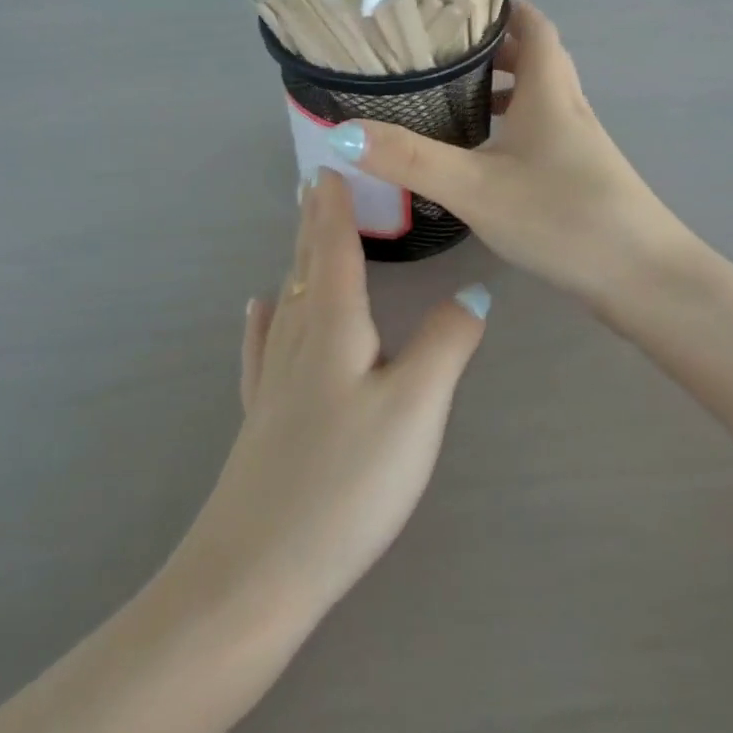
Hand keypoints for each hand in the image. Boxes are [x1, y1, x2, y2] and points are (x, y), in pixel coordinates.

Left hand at [171, 169, 489, 634]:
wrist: (257, 570)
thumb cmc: (347, 482)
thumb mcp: (417, 409)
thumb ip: (447, 343)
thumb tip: (474, 292)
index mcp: (332, 327)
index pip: (334, 247)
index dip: (335, 205)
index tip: (331, 162)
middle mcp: (296, 340)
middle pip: (306, 265)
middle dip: (314, 222)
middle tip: (316, 182)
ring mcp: (272, 379)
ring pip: (287, 298)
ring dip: (298, 258)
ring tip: (302, 230)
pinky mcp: (262, 415)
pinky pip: (263, 343)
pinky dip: (266, 315)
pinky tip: (259, 308)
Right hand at [331, 0, 691, 309]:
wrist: (641, 277)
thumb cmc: (562, 217)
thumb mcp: (476, 187)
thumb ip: (410, 160)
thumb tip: (342, 133)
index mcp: (550, 91)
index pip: (532, 24)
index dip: (502, 5)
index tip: (459, 1)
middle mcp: (569, 108)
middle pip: (536, 58)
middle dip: (492, 48)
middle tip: (441, 53)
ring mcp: (580, 144)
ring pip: (538, 99)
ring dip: (502, 90)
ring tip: (452, 101)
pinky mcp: (582, 176)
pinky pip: (541, 134)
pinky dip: (511, 129)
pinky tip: (483, 159)